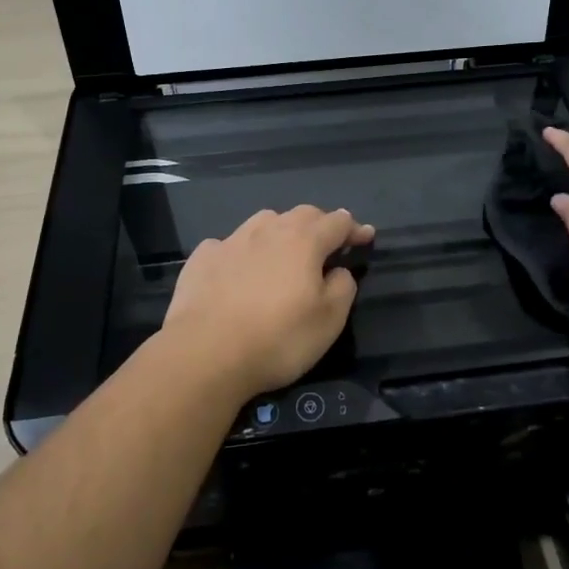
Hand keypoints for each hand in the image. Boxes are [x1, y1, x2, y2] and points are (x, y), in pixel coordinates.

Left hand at [160, 205, 374, 400]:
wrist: (205, 354)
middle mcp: (268, 231)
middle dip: (320, 223)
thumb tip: (338, 270)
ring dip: (280, 230)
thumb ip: (342, 287)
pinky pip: (227, 244)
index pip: (337, 222)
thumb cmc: (278, 338)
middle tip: (329, 242)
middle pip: (301, 214)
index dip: (355, 229)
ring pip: (263, 222)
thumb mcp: (329, 320)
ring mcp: (230, 241)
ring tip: (284, 249)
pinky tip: (237, 268)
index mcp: (303, 241)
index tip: (366, 237)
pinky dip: (241, 251)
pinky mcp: (201, 259)